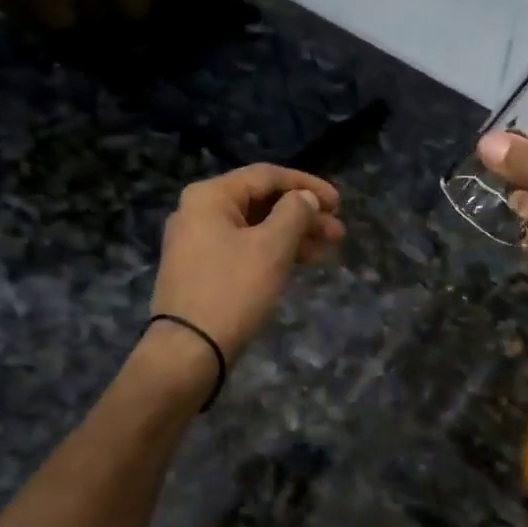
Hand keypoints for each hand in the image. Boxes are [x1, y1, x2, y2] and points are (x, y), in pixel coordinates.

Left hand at [150, 165, 344, 360]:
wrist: (188, 351)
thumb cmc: (233, 290)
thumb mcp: (272, 247)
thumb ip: (295, 213)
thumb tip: (305, 198)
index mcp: (210, 196)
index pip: (267, 176)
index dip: (307, 185)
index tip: (339, 203)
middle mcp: (199, 211)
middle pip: (261, 201)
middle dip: (303, 214)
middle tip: (338, 232)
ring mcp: (197, 241)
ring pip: (255, 227)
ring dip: (293, 234)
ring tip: (327, 249)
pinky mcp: (201, 268)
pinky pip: (244, 247)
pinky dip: (273, 251)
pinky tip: (300, 262)